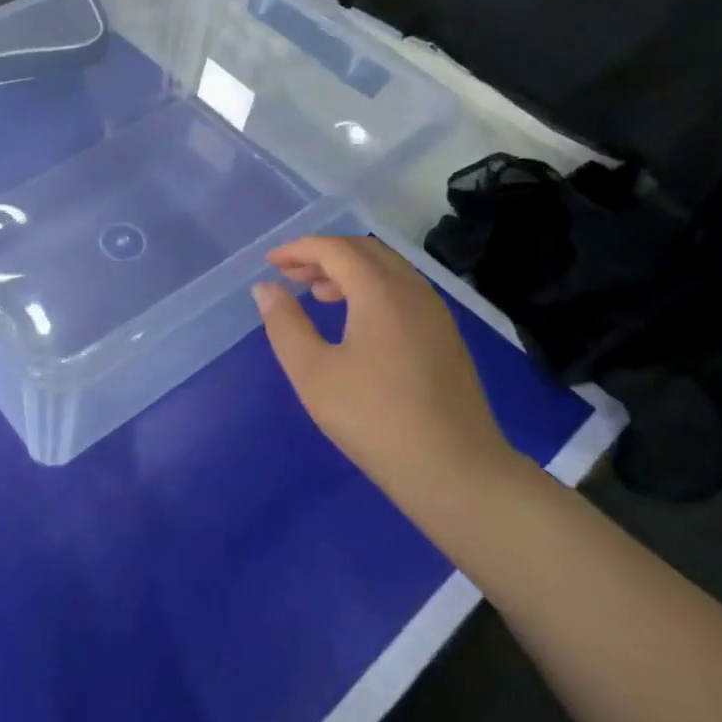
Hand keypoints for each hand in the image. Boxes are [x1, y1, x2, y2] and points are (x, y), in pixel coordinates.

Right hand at [253, 236, 519, 508]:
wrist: (455, 471)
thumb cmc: (374, 419)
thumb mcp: (313, 372)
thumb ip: (285, 324)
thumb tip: (266, 288)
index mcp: (381, 292)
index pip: (335, 249)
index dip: (299, 249)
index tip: (270, 264)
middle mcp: (413, 291)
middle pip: (365, 251)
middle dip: (324, 255)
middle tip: (290, 275)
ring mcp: (436, 314)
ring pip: (388, 270)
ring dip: (349, 272)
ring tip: (317, 295)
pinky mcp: (446, 337)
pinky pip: (403, 292)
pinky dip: (371, 289)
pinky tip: (355, 322)